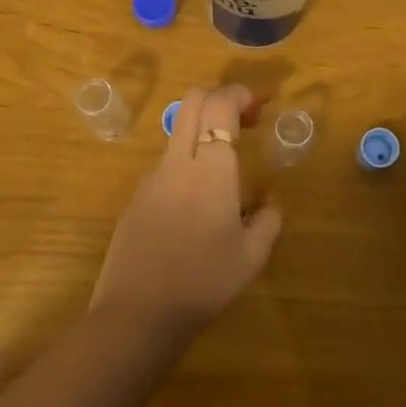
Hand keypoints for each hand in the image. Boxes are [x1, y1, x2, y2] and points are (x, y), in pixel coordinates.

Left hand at [90, 83, 282, 338]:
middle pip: (193, 101)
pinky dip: (189, 163)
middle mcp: (177, 162)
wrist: (137, 314)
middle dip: (222, 96)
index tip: (264, 101)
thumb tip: (269, 199)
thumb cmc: (203, 282)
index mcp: (210, 169)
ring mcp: (151, 178)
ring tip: (229, 166)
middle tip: (247, 118)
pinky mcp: (136, 197)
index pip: (220, 104)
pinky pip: (168, 165)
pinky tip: (200, 204)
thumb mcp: (252, 257)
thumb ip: (269, 219)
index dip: (242, 93)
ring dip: (205, 131)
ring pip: (179, 132)